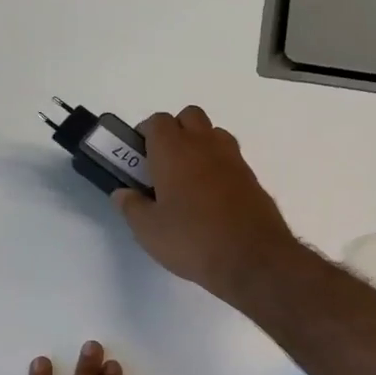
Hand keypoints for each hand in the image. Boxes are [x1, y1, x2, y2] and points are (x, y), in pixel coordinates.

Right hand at [114, 106, 296, 302]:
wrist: (252, 258)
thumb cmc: (191, 239)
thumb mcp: (148, 230)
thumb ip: (131, 207)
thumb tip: (123, 193)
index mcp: (173, 150)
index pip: (157, 121)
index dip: (145, 135)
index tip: (138, 158)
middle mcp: (204, 144)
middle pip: (188, 117)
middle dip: (174, 131)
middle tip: (163, 165)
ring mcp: (233, 158)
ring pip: (213, 134)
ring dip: (199, 145)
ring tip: (188, 180)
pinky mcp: (252, 178)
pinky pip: (230, 159)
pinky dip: (218, 167)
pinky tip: (211, 199)